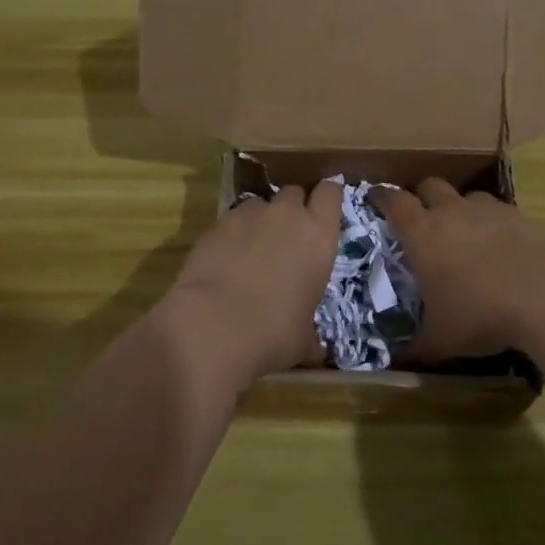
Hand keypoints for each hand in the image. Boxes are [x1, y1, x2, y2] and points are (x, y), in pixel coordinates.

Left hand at [164, 180, 342, 382]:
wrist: (213, 326)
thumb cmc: (272, 333)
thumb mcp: (302, 340)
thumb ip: (312, 338)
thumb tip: (318, 353)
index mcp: (319, 236)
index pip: (330, 193)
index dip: (327, 197)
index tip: (324, 210)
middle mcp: (287, 215)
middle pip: (295, 192)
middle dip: (293, 208)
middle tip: (289, 235)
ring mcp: (250, 215)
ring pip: (261, 203)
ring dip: (262, 219)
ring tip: (253, 248)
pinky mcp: (218, 223)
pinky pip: (233, 218)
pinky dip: (234, 232)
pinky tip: (227, 258)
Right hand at [378, 179, 544, 362]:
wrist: (544, 296)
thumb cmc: (479, 314)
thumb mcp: (441, 339)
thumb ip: (415, 347)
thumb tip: (394, 362)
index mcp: (422, 233)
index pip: (393, 201)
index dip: (381, 196)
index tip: (374, 197)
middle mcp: (451, 212)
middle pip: (429, 185)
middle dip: (421, 195)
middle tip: (420, 216)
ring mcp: (487, 210)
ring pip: (465, 195)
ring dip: (459, 207)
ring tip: (462, 231)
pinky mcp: (518, 216)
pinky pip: (496, 209)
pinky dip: (490, 221)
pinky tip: (498, 244)